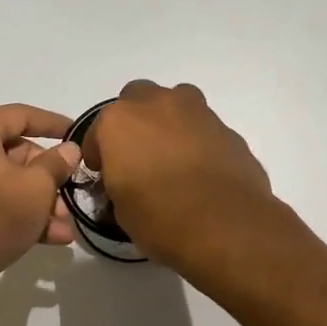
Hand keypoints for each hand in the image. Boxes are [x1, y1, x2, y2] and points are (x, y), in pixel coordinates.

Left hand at [0, 104, 79, 308]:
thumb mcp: (36, 189)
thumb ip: (56, 164)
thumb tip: (68, 150)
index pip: (21, 115)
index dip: (53, 123)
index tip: (77, 133)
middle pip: (13, 153)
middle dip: (47, 178)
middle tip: (69, 197)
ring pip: (3, 181)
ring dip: (36, 202)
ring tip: (63, 227)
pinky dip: (14, 212)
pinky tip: (47, 237)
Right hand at [83, 81, 275, 276]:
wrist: (227, 227)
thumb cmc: (162, 220)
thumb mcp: (122, 211)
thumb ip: (119, 184)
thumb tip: (128, 184)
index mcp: (120, 122)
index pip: (98, 131)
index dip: (99, 153)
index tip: (104, 174)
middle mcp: (158, 105)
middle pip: (138, 98)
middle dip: (135, 121)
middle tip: (139, 153)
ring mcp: (198, 112)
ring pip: (177, 103)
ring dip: (170, 121)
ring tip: (173, 155)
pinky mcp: (228, 129)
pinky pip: (205, 127)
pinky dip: (199, 141)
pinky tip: (202, 170)